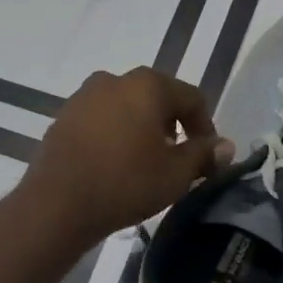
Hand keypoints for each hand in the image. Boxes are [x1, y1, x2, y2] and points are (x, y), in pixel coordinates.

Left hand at [17, 69, 234, 247]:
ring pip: (127, 107)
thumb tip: (225, 146)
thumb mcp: (175, 174)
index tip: (208, 157)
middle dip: (173, 126)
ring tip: (146, 162)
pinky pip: (101, 119)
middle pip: (157, 98)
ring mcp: (84, 96)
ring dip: (142, 128)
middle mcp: (114, 79)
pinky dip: (115, 134)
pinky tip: (115, 163)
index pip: (191, 98)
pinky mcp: (64, 116)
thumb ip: (204, 154)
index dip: (206, 127)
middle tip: (178, 159)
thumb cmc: (125, 183)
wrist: (57, 204)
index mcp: (147, 85)